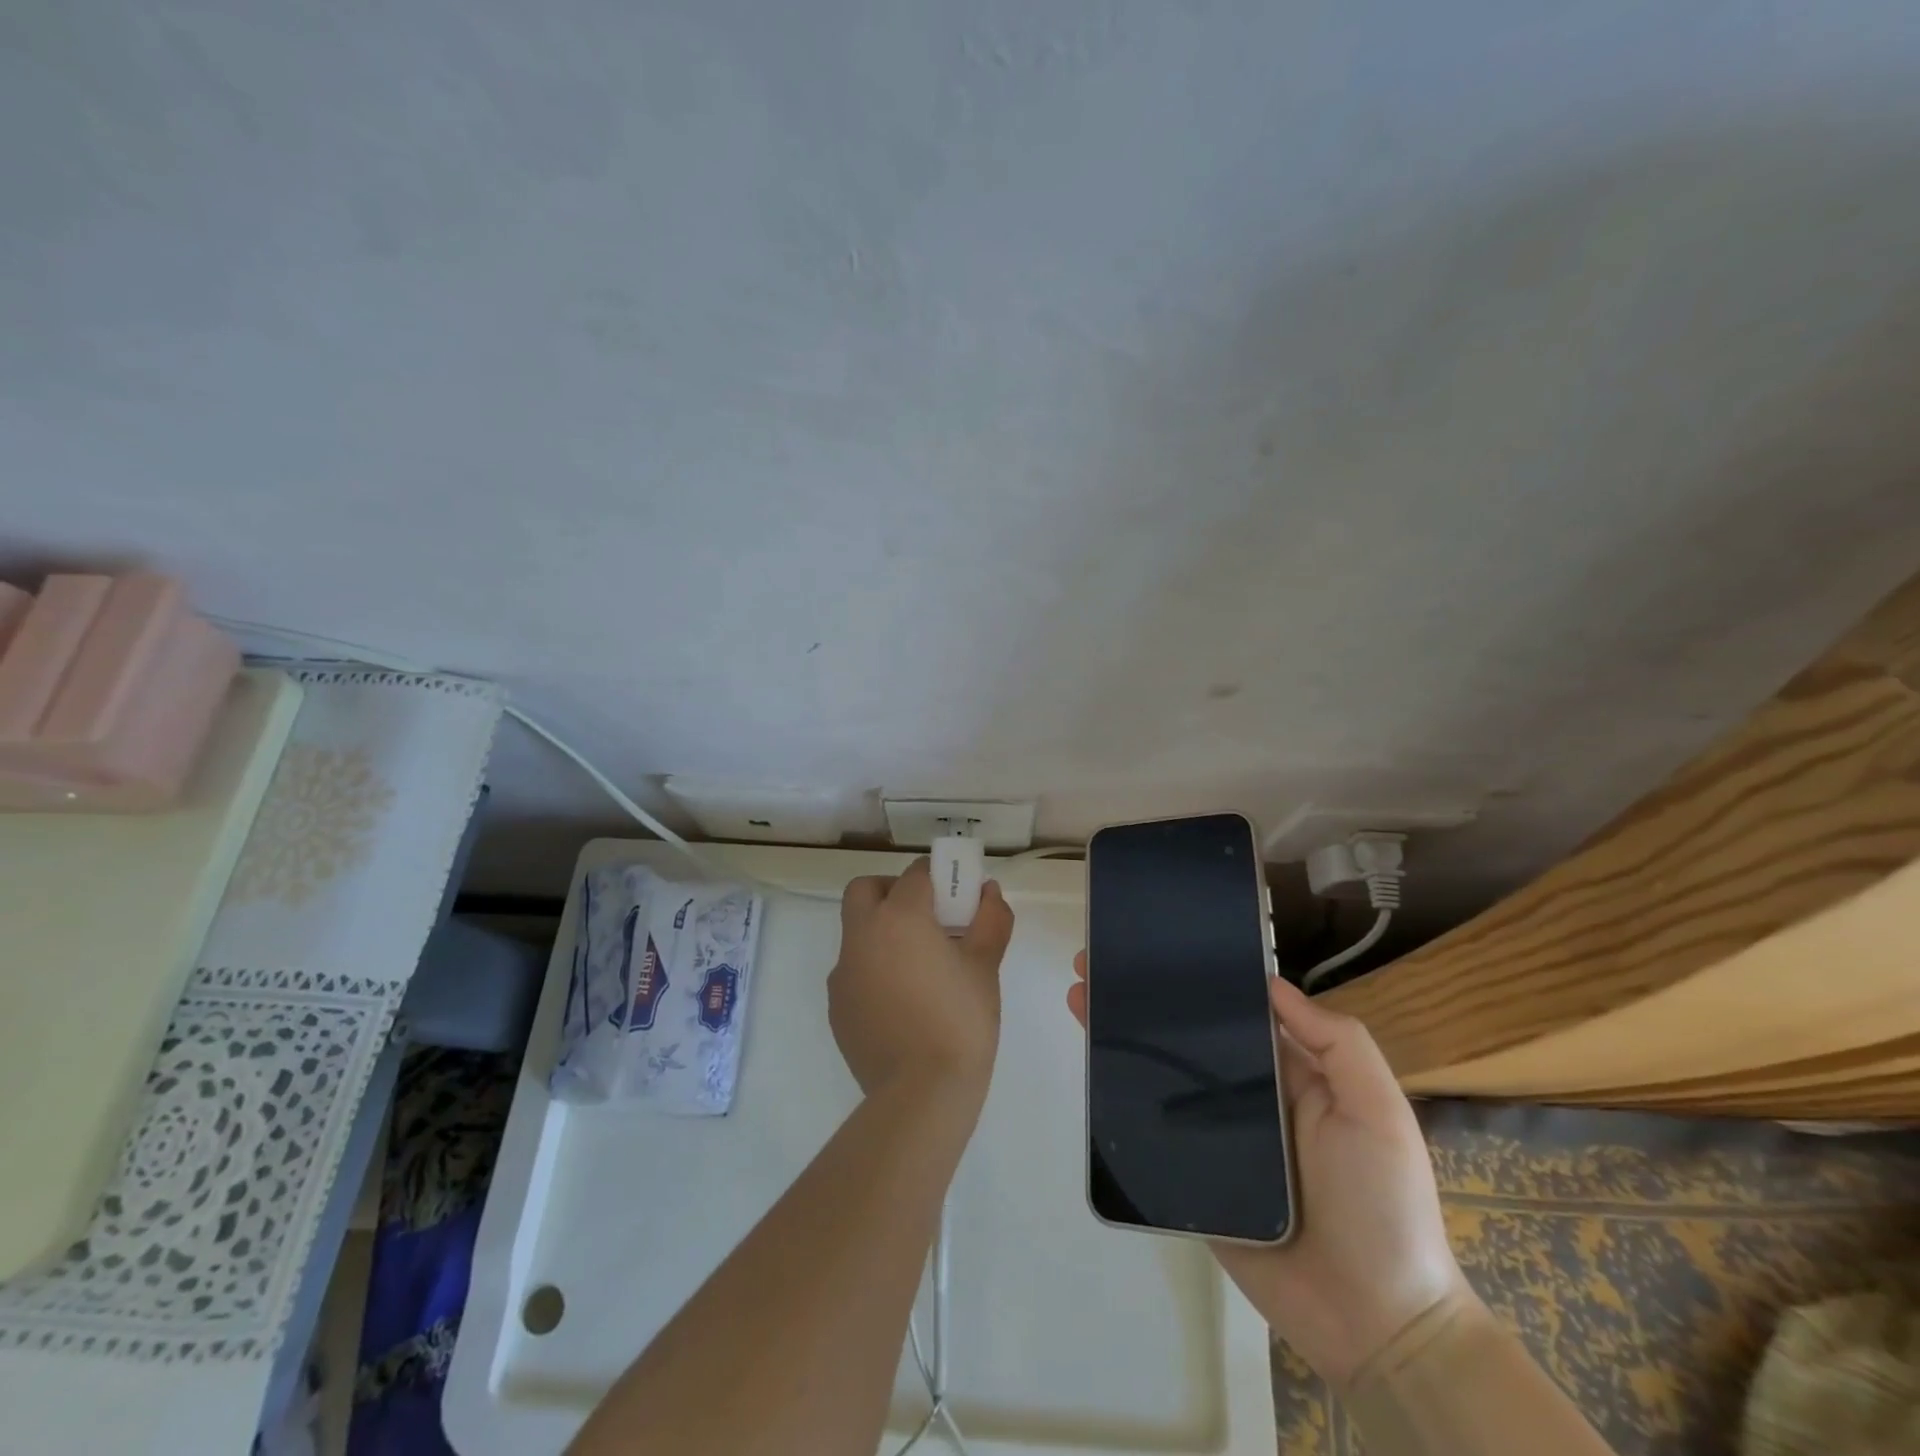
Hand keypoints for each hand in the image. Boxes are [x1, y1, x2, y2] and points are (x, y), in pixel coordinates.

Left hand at [830, 859, 1015, 1103]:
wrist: (921, 1094)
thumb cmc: (960, 1021)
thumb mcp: (985, 966)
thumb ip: (990, 920)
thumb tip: (988, 892)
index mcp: (899, 918)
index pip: (914, 875)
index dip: (936, 877)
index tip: (955, 893)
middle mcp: (862, 936)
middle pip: (865, 890)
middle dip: (892, 891)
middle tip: (925, 916)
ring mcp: (843, 972)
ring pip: (856, 931)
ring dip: (881, 931)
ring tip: (918, 965)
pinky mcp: (836, 1005)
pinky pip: (853, 970)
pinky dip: (873, 968)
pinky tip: (901, 1000)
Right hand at [1068, 956, 1468, 1388]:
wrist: (1372, 1323)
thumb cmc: (1383, 1204)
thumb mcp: (1378, 1111)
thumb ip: (1338, 1044)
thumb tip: (1271, 983)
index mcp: (1288, 1074)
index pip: (1234, 1013)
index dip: (1195, 980)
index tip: (1156, 947)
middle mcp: (1246, 1097)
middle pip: (1187, 1039)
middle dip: (1143, 1000)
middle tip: (1096, 965)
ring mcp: (1216, 1137)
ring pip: (1162, 1077)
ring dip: (1121, 1037)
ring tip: (1080, 999)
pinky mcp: (1192, 1176)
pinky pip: (1153, 1130)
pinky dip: (1120, 1097)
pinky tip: (1091, 1063)